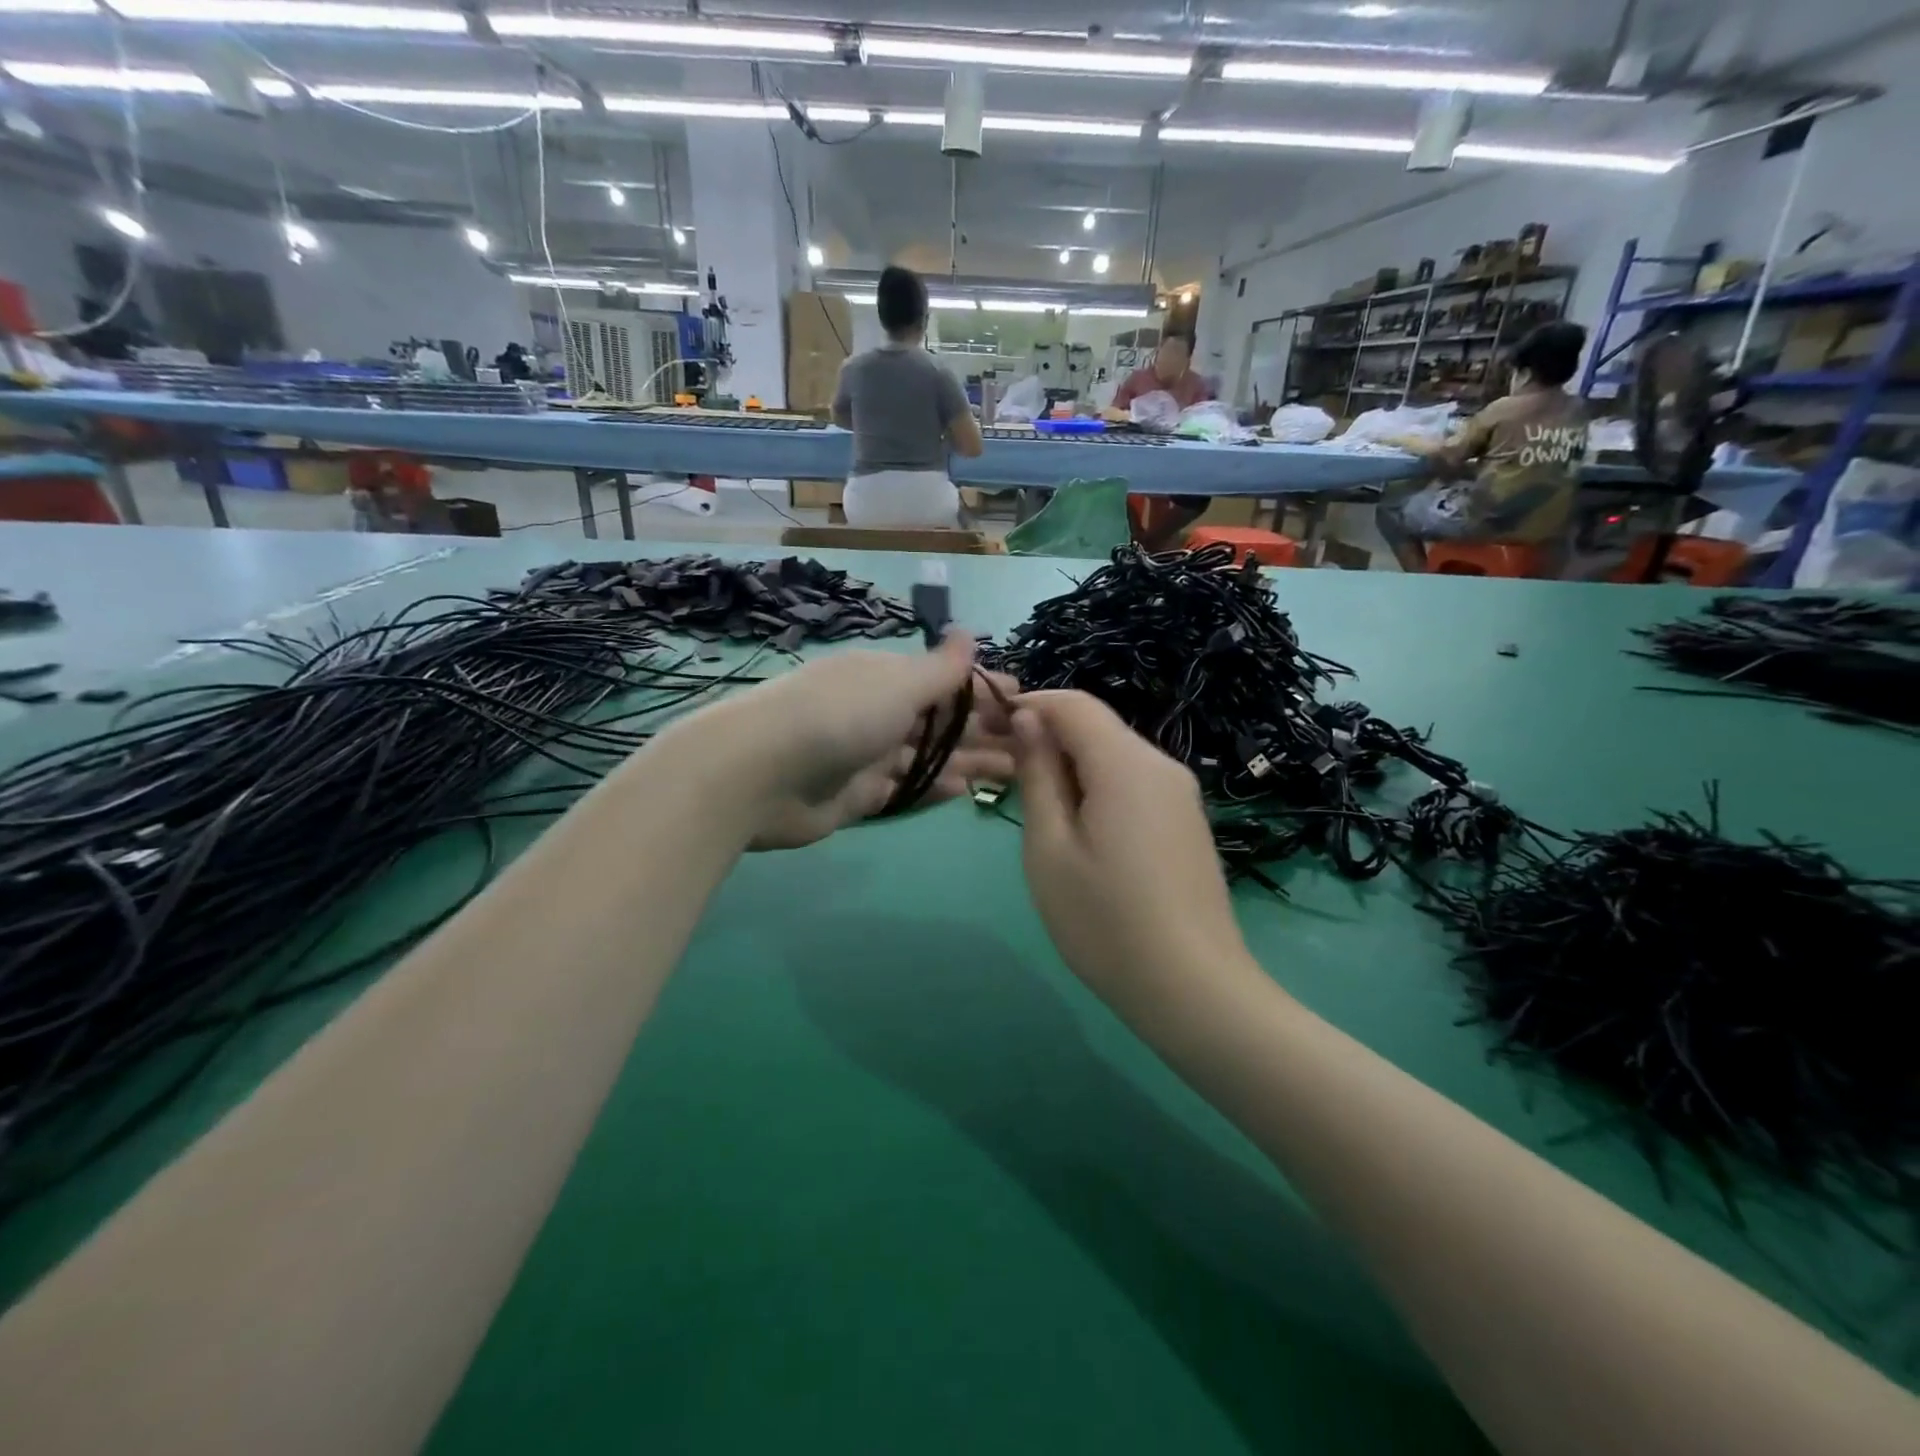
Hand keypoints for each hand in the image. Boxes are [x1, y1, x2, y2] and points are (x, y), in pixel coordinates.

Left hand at [712, 630, 1017, 850]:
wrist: (759, 773)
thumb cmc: (838, 716)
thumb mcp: (897, 683)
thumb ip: (939, 669)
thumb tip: (968, 634)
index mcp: (885, 677)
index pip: (945, 680)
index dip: (985, 689)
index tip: (1026, 701)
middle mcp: (877, 712)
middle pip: (940, 722)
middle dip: (985, 731)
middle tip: (1032, 747)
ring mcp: (866, 755)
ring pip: (927, 757)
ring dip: (969, 761)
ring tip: (1014, 772)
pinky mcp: (857, 796)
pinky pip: (904, 789)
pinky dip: (933, 788)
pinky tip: (965, 791)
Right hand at [1012, 691, 1248, 999]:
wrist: (1193, 989)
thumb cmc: (1105, 921)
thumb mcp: (1050, 848)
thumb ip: (1038, 776)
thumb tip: (1030, 720)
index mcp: (1126, 764)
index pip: (1073, 704)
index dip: (1029, 705)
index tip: (989, 728)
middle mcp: (1162, 765)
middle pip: (1096, 728)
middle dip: (1048, 737)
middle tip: (1005, 774)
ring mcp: (1181, 795)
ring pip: (1115, 757)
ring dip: (1071, 766)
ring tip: (1037, 811)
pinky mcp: (1187, 822)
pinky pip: (1135, 784)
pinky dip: (1099, 788)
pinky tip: (1081, 832)